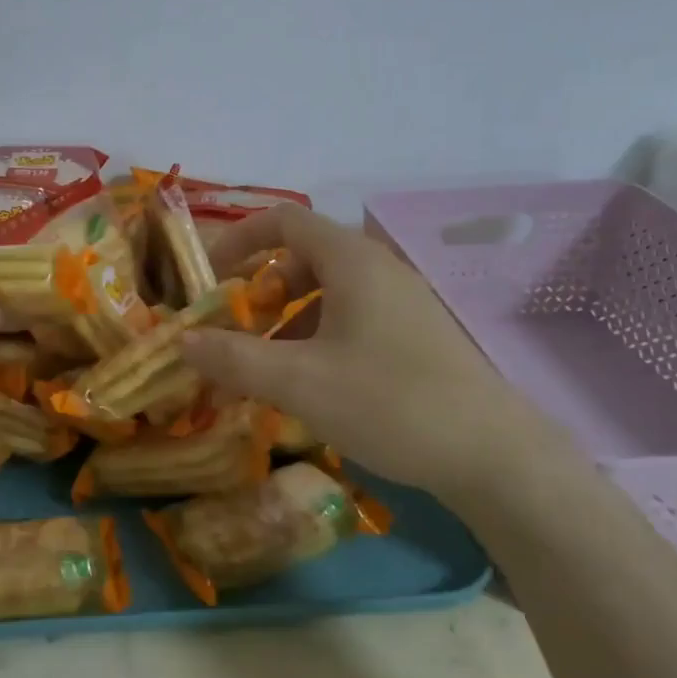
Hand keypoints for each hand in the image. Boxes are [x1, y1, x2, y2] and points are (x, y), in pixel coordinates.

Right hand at [179, 205, 571, 503]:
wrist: (494, 456)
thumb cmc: (389, 402)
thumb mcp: (299, 382)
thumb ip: (234, 359)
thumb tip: (182, 340)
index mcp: (351, 261)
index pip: (284, 220)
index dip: (239, 239)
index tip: (211, 276)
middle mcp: (378, 269)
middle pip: (304, 258)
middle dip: (261, 290)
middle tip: (237, 331)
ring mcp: (402, 302)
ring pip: (328, 293)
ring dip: (288, 320)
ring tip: (266, 367)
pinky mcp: (415, 335)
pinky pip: (352, 319)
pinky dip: (317, 338)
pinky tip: (311, 385)